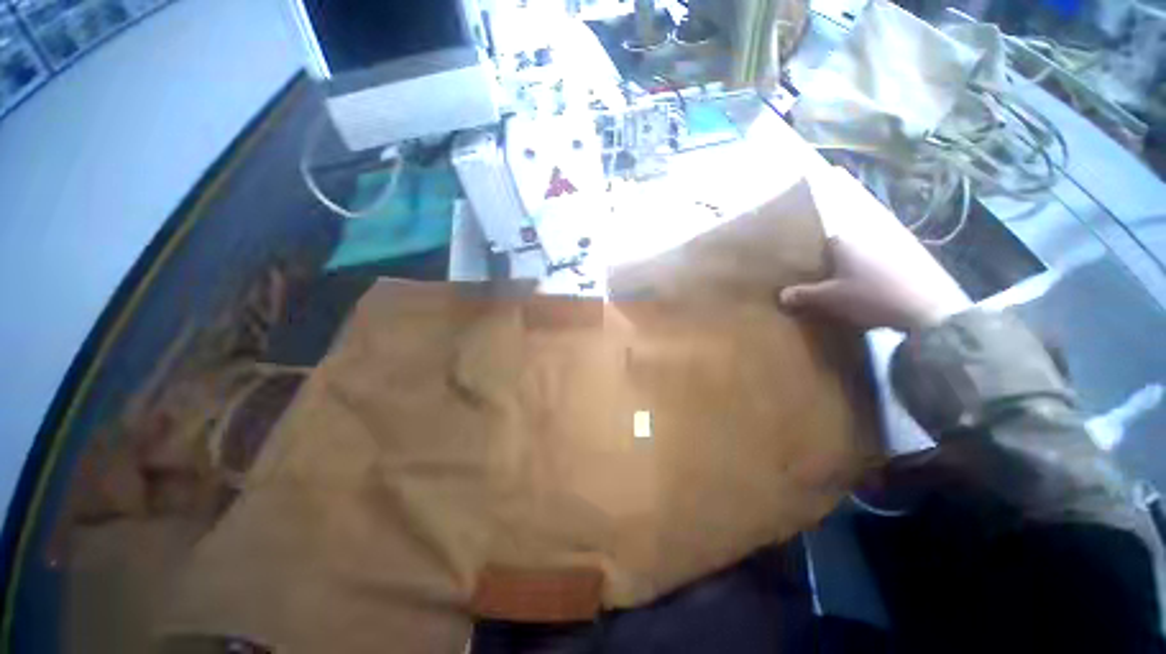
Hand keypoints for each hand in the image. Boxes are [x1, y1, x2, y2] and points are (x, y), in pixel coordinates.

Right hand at [780, 237, 969, 331]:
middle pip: (842, 253)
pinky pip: (878, 271)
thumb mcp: (829, 298)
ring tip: (844, 294)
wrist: (922, 310)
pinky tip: (868, 297)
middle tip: (822, 285)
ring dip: (852, 275)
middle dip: (832, 267)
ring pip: (861, 262)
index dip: (812, 257)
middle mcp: (866, 242)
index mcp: (844, 244)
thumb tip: (781, 295)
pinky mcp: (908, 267)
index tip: (806, 272)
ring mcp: (890, 253)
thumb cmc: (868, 296)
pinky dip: (870, 281)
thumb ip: (803, 295)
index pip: (822, 243)